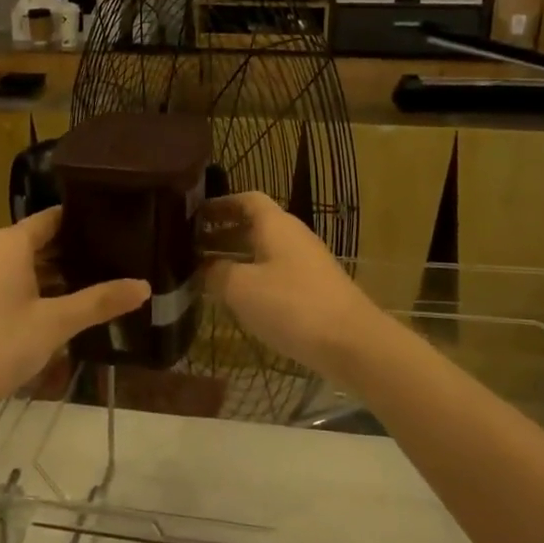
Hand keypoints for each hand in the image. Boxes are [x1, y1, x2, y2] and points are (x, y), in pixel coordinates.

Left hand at [0, 208, 149, 418]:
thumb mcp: (55, 325)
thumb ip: (99, 302)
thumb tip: (145, 286)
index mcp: (7, 242)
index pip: (51, 219)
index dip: (80, 223)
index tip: (109, 230)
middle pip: (30, 241)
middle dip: (63, 255)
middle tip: (101, 266)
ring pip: (10, 263)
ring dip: (39, 275)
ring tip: (75, 291)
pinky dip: (15, 287)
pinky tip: (35, 311)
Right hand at [201, 192, 387, 378]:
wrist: (352, 343)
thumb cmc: (291, 305)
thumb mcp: (241, 288)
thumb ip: (216, 273)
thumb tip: (203, 268)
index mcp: (276, 225)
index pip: (246, 199)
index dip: (220, 204)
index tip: (194, 215)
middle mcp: (293, 236)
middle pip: (254, 226)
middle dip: (222, 234)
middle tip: (191, 248)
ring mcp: (306, 264)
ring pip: (264, 252)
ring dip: (236, 259)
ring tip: (206, 275)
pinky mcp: (314, 290)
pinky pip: (276, 274)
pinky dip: (253, 279)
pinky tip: (238, 300)